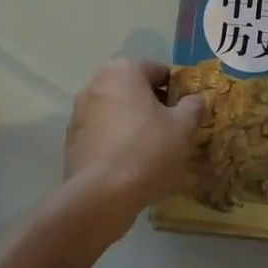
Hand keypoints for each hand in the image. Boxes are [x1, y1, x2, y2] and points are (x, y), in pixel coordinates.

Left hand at [63, 59, 203, 235]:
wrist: (101, 197)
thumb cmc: (147, 150)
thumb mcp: (182, 127)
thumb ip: (192, 106)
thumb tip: (195, 99)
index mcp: (123, 71)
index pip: (158, 70)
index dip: (177, 89)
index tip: (187, 111)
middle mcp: (95, 84)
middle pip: (134, 89)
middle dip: (154, 105)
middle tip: (173, 129)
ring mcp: (79, 113)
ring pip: (117, 111)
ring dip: (134, 123)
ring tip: (154, 150)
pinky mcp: (72, 141)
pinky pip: (103, 133)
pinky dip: (117, 141)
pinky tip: (132, 165)